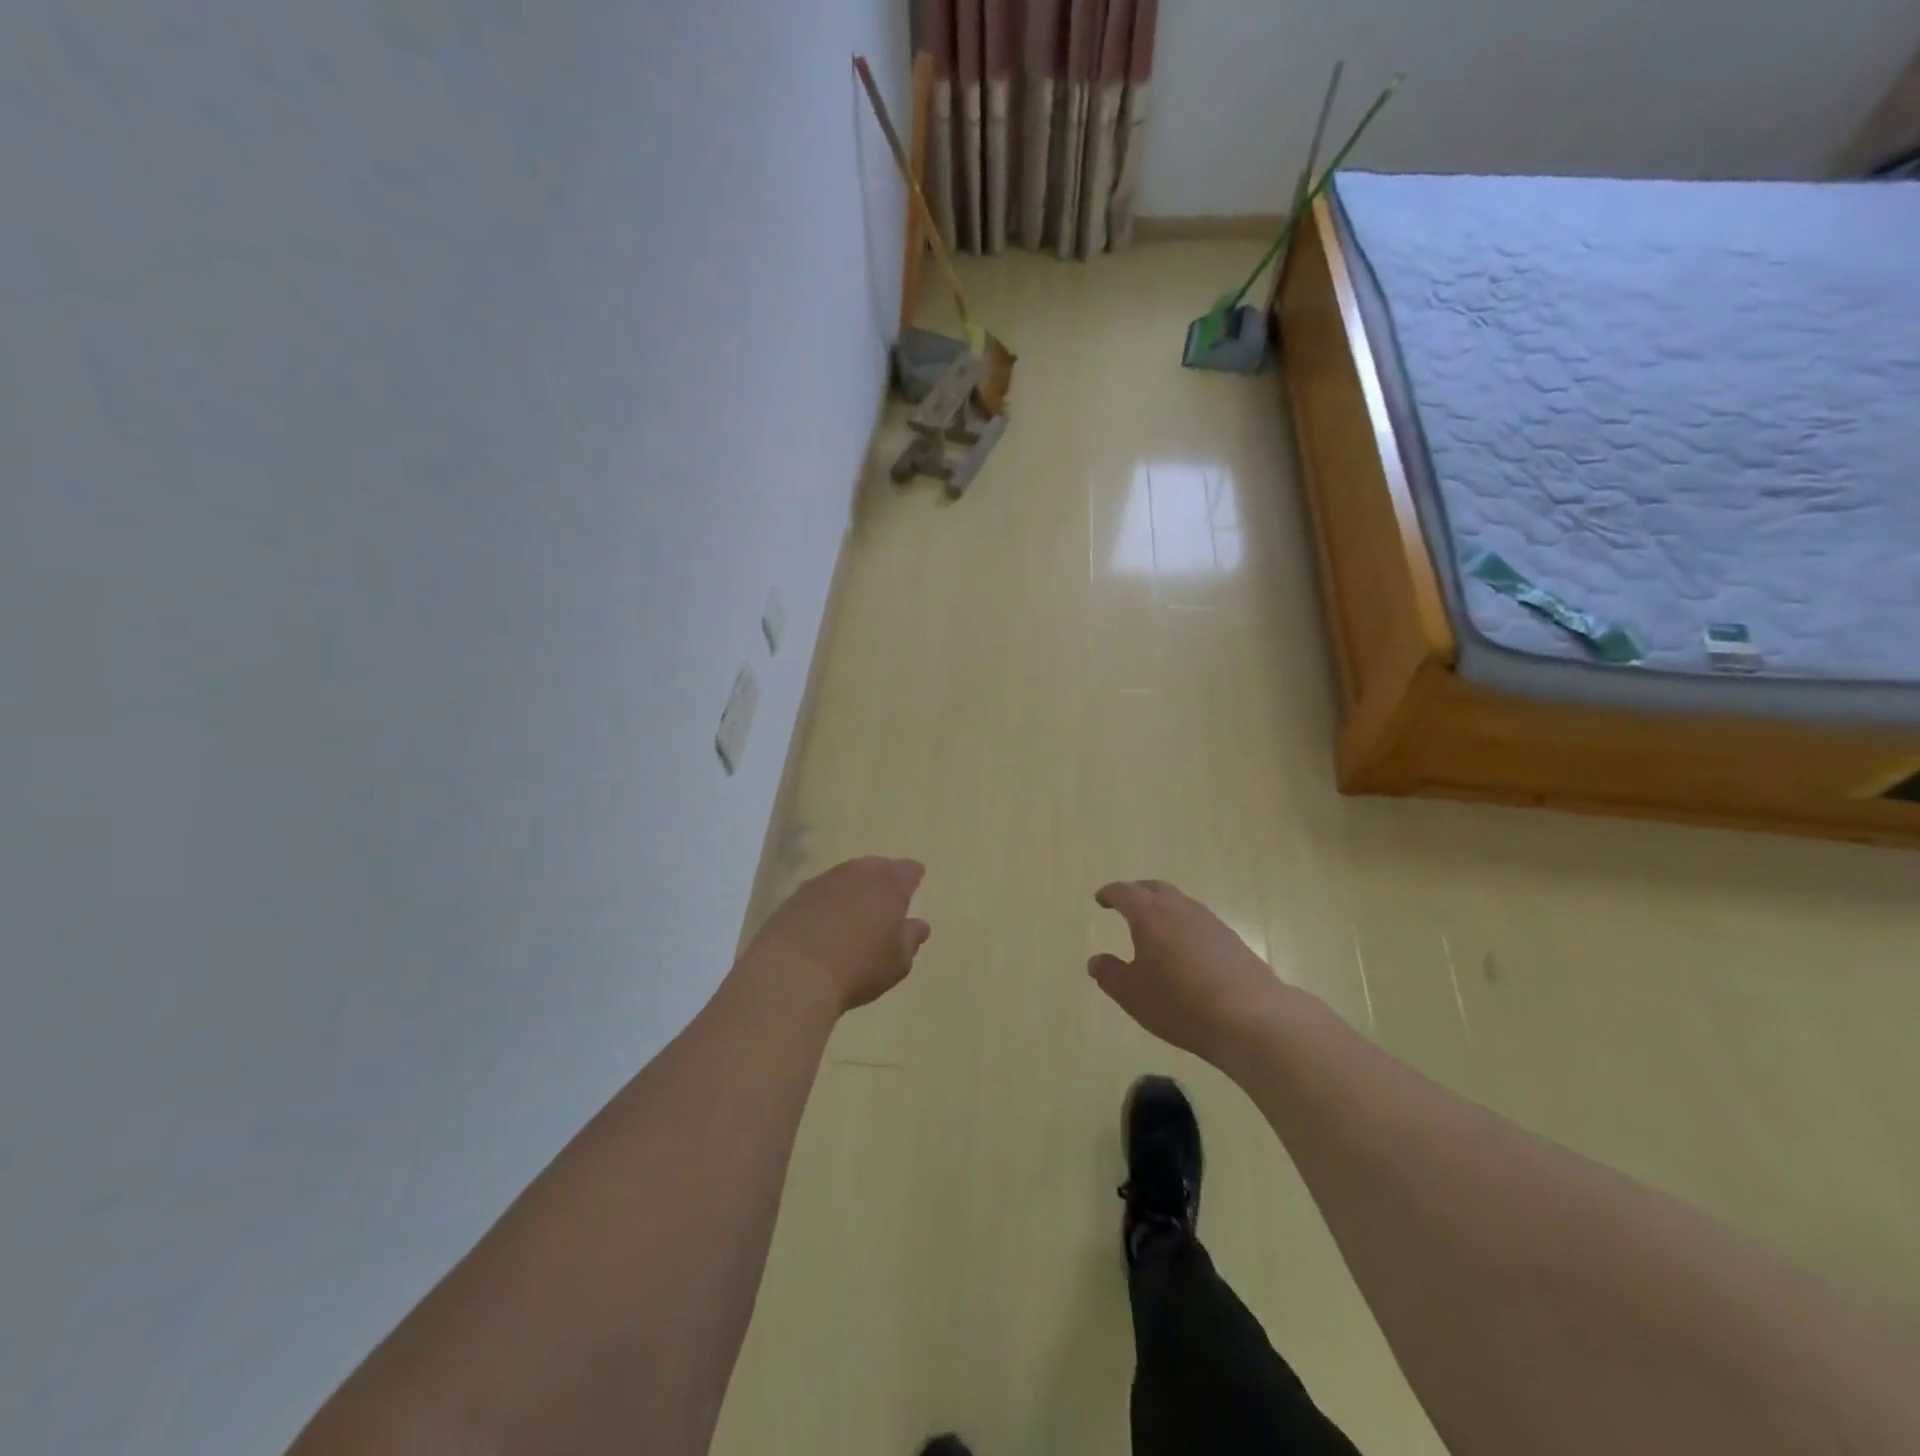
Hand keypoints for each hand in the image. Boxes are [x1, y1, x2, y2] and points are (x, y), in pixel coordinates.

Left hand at [744, 857, 931, 1013]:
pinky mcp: (796, 896)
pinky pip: (821, 892)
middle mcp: (858, 873)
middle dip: (883, 879)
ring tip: (856, 911)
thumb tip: (919, 924)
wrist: (793, 972)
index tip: (915, 884)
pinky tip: (827, 921)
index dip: (913, 877)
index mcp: (889, 883)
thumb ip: (911, 939)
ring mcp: (823, 881)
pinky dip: (828, 902)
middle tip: (886, 898)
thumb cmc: (859, 966)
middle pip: (876, 867)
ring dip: (853, 889)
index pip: (908, 870)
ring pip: (846, 876)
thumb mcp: (897, 961)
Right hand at [1089, 879, 1280, 1068]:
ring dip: (1162, 907)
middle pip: (1154, 888)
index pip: (1125, 892)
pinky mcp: (1231, 940)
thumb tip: (1096, 961)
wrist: (1251, 1017)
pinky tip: (1184, 949)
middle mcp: (1179, 909)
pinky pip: (1198, 921)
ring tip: (1154, 926)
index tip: (1100, 899)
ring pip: (1179, 902)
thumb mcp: (1132, 994)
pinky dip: (1183, 925)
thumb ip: (1109, 974)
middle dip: (1136, 893)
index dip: (1110, 894)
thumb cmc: (1180, 1003)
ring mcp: (1209, 922)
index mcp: (1150, 915)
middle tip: (1125, 904)